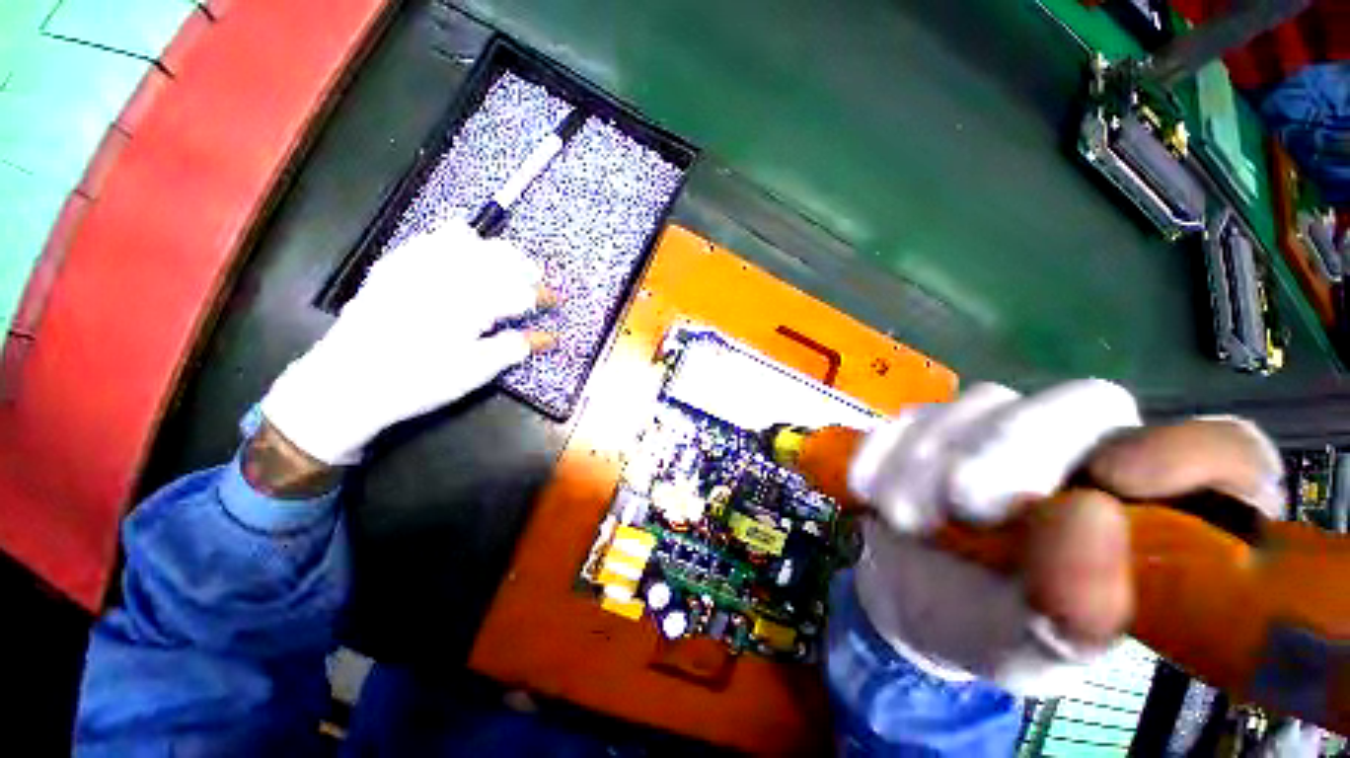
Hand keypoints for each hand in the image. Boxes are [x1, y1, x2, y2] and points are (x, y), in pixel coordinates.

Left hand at [260, 220, 554, 465]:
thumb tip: (548, 337)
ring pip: (466, 239)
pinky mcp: (394, 265)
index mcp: (469, 304)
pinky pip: (430, 238)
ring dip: (492, 249)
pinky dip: (455, 241)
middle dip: (523, 265)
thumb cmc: (417, 381)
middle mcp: (445, 275)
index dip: (542, 296)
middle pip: (496, 256)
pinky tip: (461, 255)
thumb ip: (514, 348)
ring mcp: (415, 265)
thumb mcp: (474, 372)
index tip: (556, 301)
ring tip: (503, 265)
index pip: (519, 291)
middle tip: (535, 280)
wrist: (346, 383)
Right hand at [848, 380, 1281, 696]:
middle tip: (959, 509)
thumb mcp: (1042, 646)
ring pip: (976, 405)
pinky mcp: (930, 426)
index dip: (1185, 454)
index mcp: (1154, 512)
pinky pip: (906, 417)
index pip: (1223, 452)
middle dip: (1009, 451)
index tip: (1112, 487)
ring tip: (906, 520)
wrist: (915, 600)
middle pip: (1082, 404)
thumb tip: (1085, 516)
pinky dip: (882, 451)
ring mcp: (999, 428)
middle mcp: (1088, 450)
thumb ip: (1075, 604)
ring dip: (927, 462)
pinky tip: (870, 491)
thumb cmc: (996, 631)